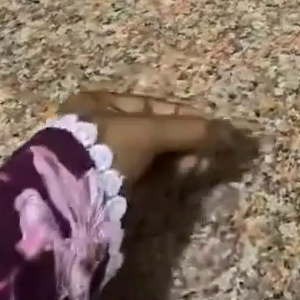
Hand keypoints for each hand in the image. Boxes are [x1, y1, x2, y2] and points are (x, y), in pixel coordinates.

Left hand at [60, 90, 235, 185]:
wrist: (67, 197)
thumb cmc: (104, 149)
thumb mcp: (148, 132)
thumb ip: (189, 130)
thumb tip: (232, 131)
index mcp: (99, 102)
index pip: (152, 105)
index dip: (185, 115)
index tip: (212, 128)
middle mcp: (95, 126)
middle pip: (151, 131)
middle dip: (182, 141)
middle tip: (208, 153)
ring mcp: (97, 158)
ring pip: (147, 156)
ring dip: (175, 161)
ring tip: (199, 168)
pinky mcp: (102, 187)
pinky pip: (140, 176)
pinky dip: (161, 177)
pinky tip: (179, 180)